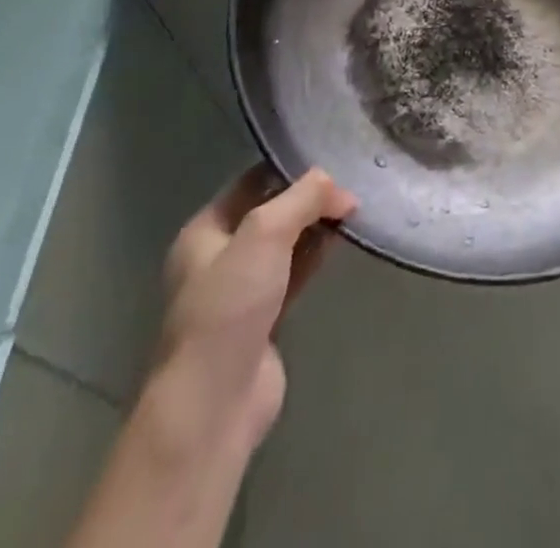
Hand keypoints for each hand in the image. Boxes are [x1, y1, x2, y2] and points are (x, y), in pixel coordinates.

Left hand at [155, 165, 357, 455]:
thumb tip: (340, 188)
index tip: (331, 157)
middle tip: (350, 183)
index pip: (252, 181)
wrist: (215, 402)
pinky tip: (342, 242)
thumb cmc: (229, 306)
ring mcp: (242, 290)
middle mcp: (219, 256)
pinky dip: (316, 256)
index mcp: (204, 231)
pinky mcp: (265, 319)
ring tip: (354, 208)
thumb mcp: (265, 233)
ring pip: (286, 243)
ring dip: (316, 226)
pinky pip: (295, 274)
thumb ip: (304, 198)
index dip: (289, 167)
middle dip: (308, 197)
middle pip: (271, 211)